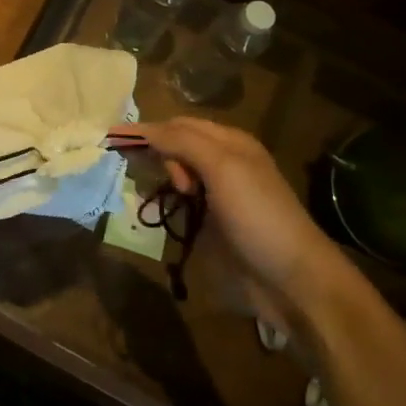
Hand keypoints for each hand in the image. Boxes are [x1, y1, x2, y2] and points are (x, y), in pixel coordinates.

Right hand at [123, 117, 344, 307]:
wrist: (292, 281)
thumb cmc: (258, 215)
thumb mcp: (223, 168)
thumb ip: (183, 143)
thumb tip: (143, 129)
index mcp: (229, 143)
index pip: (180, 125)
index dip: (151, 130)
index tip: (113, 140)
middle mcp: (222, 164)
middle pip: (176, 148)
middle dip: (156, 155)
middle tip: (150, 176)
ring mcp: (217, 198)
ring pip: (176, 178)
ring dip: (158, 180)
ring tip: (146, 194)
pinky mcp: (211, 229)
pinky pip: (179, 208)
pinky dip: (164, 207)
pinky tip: (154, 213)